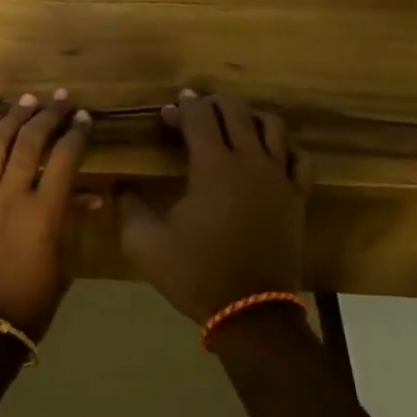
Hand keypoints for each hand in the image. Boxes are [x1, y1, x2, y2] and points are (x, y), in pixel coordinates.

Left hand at [0, 90, 92, 339]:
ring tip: (25, 101)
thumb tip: (89, 195)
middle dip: (47, 115)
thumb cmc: (32, 302)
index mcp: (43, 213)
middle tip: (59, 99)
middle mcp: (10, 196)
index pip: (63, 159)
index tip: (84, 118)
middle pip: (29, 143)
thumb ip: (72, 222)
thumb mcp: (63, 264)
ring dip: (12, 119)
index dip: (76, 134)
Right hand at [120, 90, 308, 325]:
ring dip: (247, 117)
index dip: (181, 107)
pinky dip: (281, 146)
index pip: (199, 115)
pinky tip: (265, 155)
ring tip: (229, 126)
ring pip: (271, 125)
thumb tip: (119, 185)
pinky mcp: (297, 197)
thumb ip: (128, 206)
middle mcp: (250, 161)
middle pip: (236, 110)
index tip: (166, 113)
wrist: (250, 312)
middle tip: (192, 113)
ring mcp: (279, 178)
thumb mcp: (144, 243)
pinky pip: (297, 157)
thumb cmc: (195, 272)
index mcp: (213, 166)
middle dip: (211, 103)